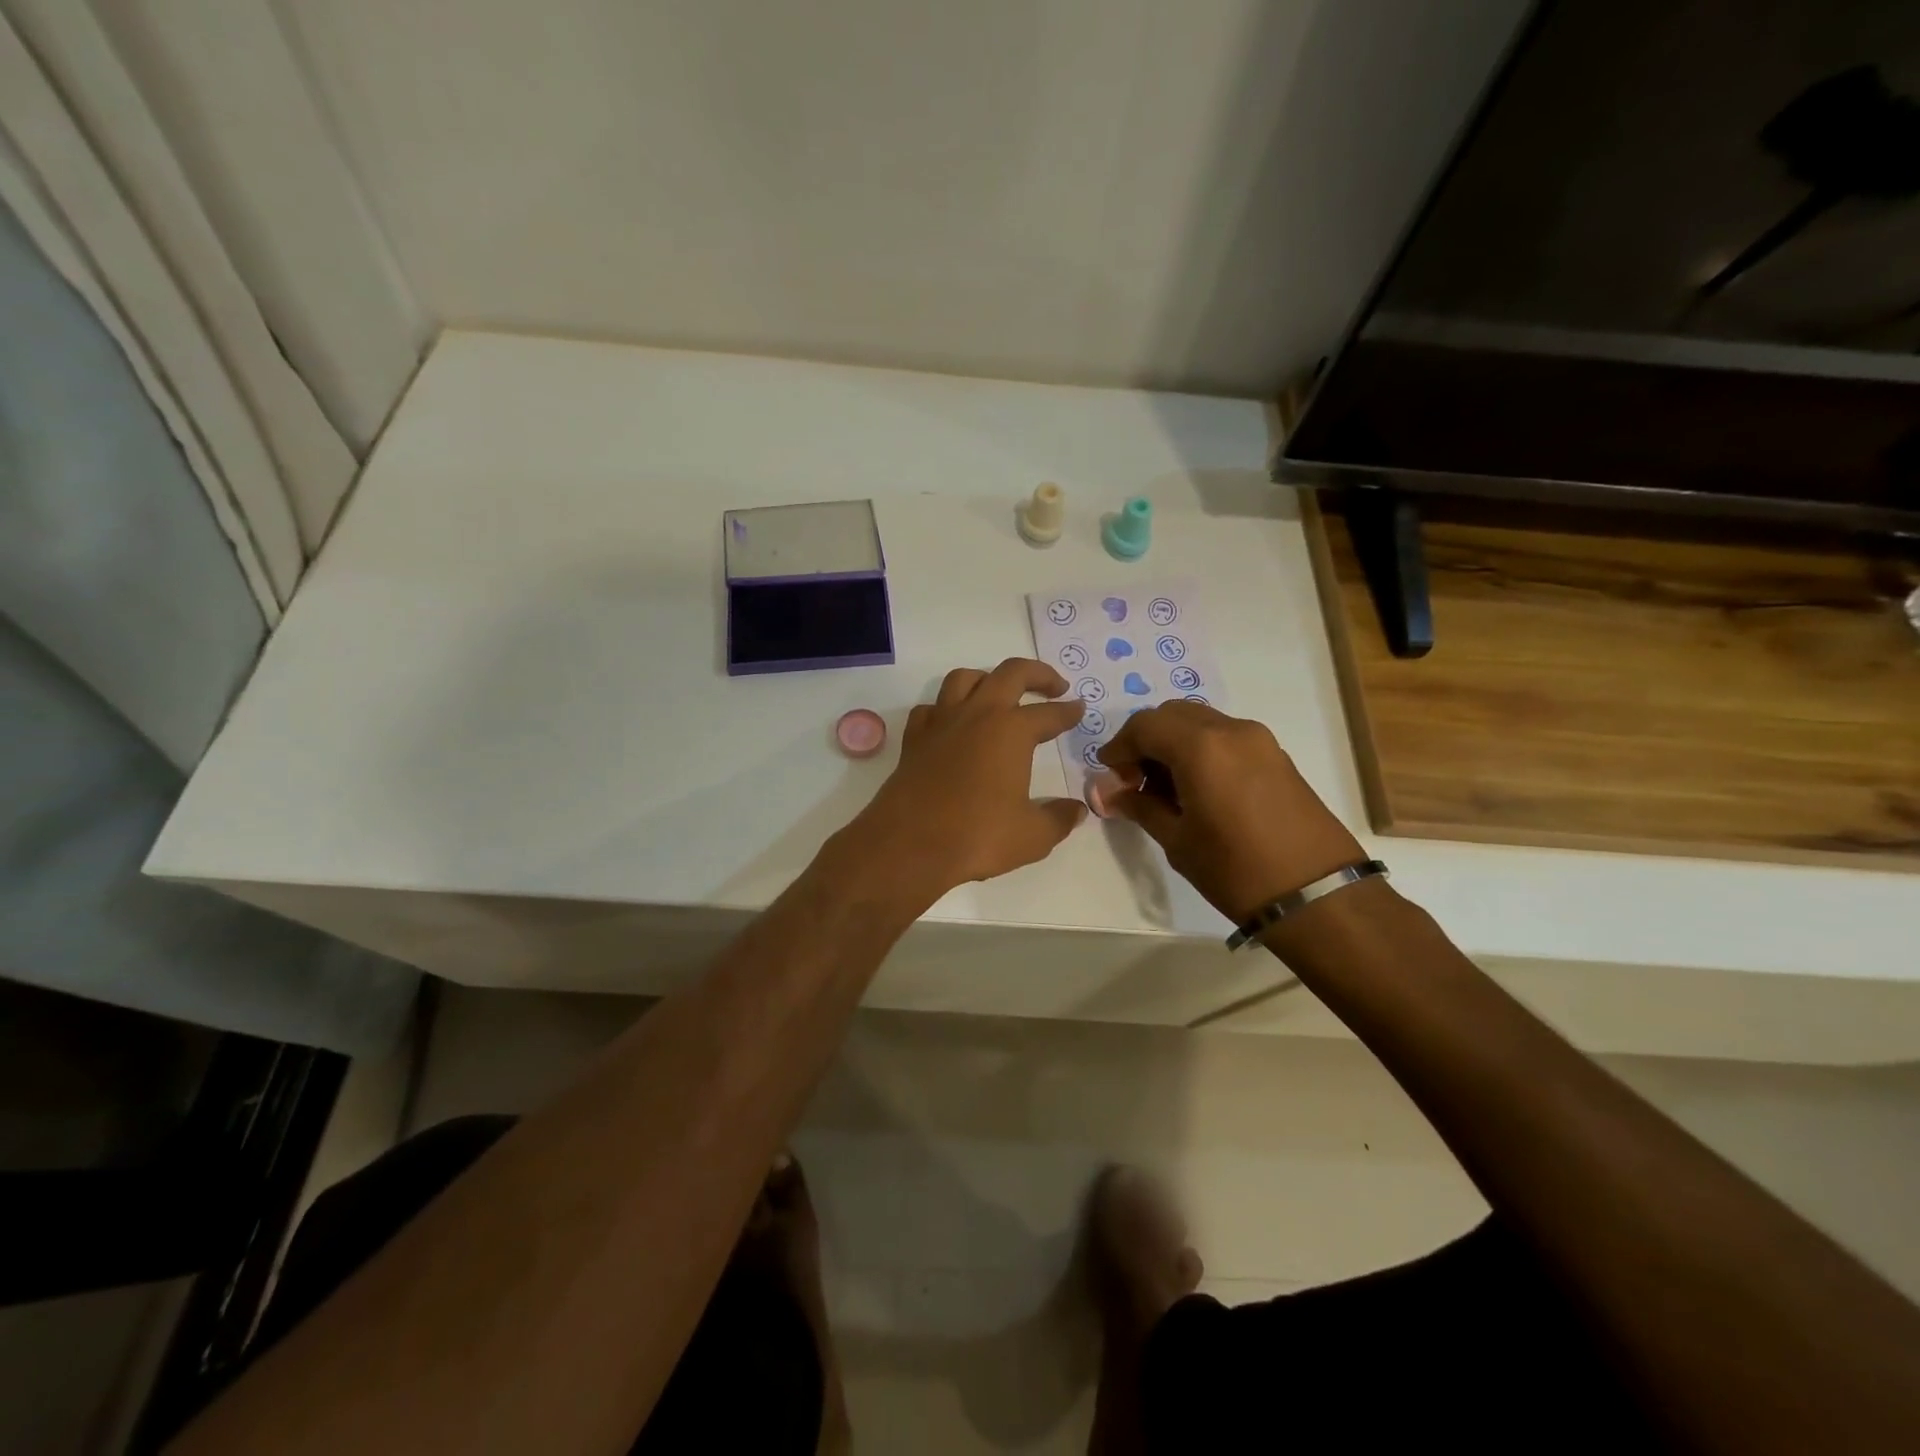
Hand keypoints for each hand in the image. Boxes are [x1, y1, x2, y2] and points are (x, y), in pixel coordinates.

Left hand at [846, 659, 1088, 901]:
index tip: (1079, 708)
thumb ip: (1059, 819)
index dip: (1068, 711)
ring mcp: (942, 723)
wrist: (909, 844)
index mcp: (1012, 730)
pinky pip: (931, 708)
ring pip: (965, 678)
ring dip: (988, 678)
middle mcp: (977, 715)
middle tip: (1054, 686)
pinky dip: (945, 708)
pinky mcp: (914, 739)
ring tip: (999, 693)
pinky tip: (952, 723)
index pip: (1049, 713)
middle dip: (1037, 674)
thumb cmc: (977, 835)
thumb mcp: (1032, 835)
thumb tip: (1077, 810)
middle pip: (1011, 673)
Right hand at [1096, 700, 1363, 923]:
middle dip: (1146, 740)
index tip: (1109, 776)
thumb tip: (1108, 793)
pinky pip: (1225, 737)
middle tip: (1134, 780)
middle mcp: (1231, 730)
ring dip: (1174, 744)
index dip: (1119, 747)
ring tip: (1164, 789)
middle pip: (1173, 715)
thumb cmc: (1236, 870)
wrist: (1318, 895)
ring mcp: (1259, 740)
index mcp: (1201, 747)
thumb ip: (1140, 807)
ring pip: (1201, 723)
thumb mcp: (1177, 841)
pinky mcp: (1276, 756)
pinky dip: (1201, 750)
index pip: (1145, 725)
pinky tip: (1196, 789)